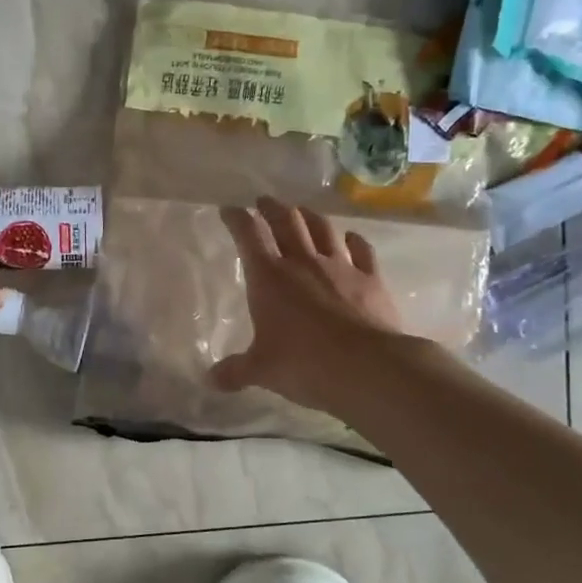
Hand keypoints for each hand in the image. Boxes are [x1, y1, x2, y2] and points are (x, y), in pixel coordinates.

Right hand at [212, 197, 408, 416]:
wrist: (369, 367)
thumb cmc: (304, 364)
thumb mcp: (261, 370)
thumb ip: (235, 371)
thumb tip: (210, 380)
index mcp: (269, 277)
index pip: (249, 235)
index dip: (237, 219)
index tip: (229, 210)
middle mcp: (303, 262)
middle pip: (286, 222)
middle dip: (272, 208)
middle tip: (264, 202)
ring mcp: (340, 267)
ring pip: (322, 228)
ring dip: (309, 216)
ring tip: (302, 212)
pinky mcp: (371, 278)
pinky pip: (361, 250)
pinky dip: (352, 240)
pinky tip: (349, 238)